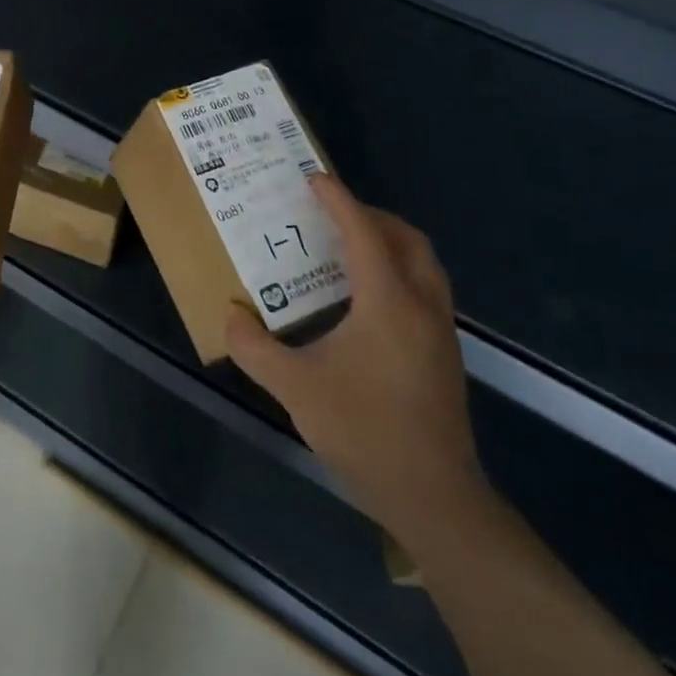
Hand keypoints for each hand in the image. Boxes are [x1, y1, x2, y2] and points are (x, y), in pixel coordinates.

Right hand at [225, 175, 485, 546]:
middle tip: (334, 214)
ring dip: (391, 243)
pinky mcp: (444, 355)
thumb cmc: (365, 431)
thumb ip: (255, 348)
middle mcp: (421, 306)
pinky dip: (399, 272)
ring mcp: (440, 332)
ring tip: (349, 248)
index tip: (314, 178)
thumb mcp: (295, 388)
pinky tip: (367, 299)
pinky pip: (426, 290)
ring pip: (424, 265)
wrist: (434, 497)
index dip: (338, 201)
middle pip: (407, 240)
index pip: (363, 233)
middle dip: (372, 216)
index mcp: (387, 302)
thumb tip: (231, 315)